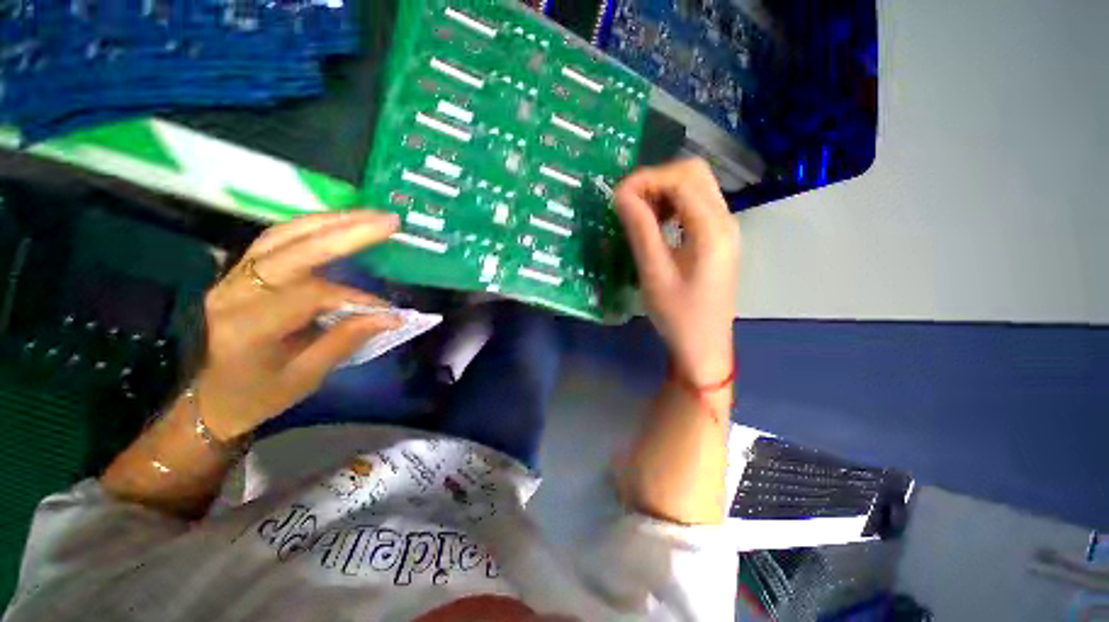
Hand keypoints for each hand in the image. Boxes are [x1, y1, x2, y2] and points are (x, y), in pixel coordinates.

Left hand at [192, 211, 401, 439]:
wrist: (215, 396)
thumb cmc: (261, 394)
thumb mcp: (307, 376)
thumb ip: (346, 340)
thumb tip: (391, 317)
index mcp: (247, 326)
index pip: (310, 295)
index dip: (355, 298)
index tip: (389, 311)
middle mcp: (234, 292)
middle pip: (293, 249)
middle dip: (345, 232)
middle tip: (389, 221)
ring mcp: (233, 276)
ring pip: (284, 234)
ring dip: (331, 221)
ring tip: (371, 216)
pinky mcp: (240, 270)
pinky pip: (278, 239)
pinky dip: (312, 227)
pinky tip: (340, 224)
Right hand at [615, 159, 740, 384]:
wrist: (704, 346)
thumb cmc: (678, 315)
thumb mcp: (654, 273)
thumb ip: (640, 229)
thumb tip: (621, 195)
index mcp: (713, 230)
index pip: (682, 180)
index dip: (647, 179)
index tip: (617, 195)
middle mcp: (726, 221)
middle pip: (694, 174)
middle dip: (657, 179)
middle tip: (629, 201)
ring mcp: (725, 229)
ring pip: (697, 186)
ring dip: (665, 190)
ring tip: (639, 212)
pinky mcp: (718, 238)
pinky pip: (696, 205)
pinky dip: (673, 204)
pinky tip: (657, 223)